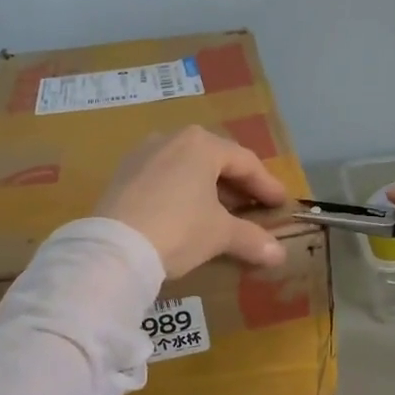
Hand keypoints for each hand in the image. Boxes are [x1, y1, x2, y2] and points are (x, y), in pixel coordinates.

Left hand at [97, 127, 288, 276]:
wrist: (112, 248)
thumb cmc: (178, 229)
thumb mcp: (219, 234)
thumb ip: (251, 239)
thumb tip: (279, 254)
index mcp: (202, 144)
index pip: (245, 162)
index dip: (266, 185)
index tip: (281, 204)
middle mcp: (173, 139)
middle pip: (215, 160)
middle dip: (237, 185)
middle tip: (254, 206)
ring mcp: (144, 154)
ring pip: (187, 167)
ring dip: (209, 188)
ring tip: (222, 212)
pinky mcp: (123, 174)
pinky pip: (163, 177)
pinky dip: (182, 192)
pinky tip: (187, 214)